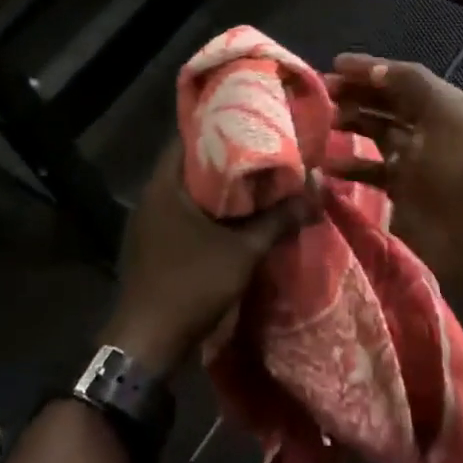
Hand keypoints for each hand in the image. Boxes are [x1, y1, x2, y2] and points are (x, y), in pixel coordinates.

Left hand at [104, 142, 311, 374]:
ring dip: (218, 185)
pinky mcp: (152, 245)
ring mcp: (148, 223)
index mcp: (164, 186)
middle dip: (226, 156)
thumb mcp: (243, 251)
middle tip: (262, 147)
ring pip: (187, 191)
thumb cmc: (191, 285)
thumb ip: (278, 220)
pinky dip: (207, 209)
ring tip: (255, 178)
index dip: (220, 124)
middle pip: (190, 163)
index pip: (188, 137)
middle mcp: (151, 197)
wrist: (146, 343)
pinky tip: (234, 215)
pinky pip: (183, 213)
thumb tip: (316, 192)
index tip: (250, 119)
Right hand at [325, 55, 462, 292]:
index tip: (334, 64)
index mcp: (446, 105)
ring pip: (377, 132)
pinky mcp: (402, 189)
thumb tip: (375, 70)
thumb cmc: (458, 168)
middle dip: (356, 94)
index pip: (403, 77)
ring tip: (322, 122)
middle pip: (388, 102)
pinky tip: (328, 164)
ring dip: (351, 123)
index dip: (370, 69)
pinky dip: (350, 165)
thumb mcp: (442, 114)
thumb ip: (410, 84)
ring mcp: (415, 160)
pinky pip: (371, 170)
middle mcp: (430, 128)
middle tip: (321, 92)